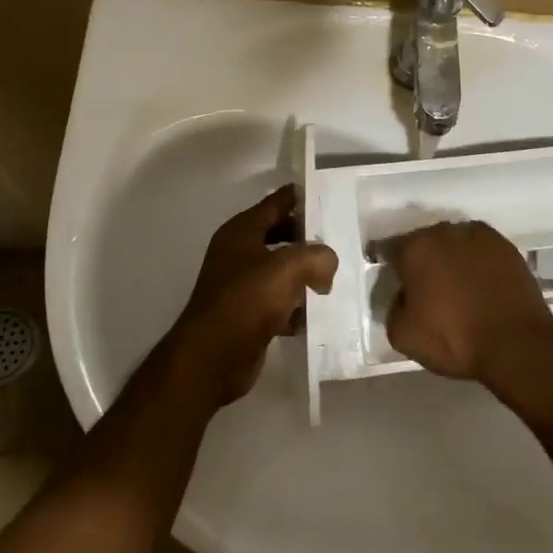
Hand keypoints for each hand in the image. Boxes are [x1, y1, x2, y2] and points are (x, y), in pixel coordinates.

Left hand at [166, 186, 336, 407]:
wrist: (213, 358)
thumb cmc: (248, 300)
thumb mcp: (289, 267)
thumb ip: (317, 255)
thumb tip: (328, 264)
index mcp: (241, 231)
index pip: (276, 202)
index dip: (300, 197)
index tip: (328, 195)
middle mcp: (238, 253)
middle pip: (280, 235)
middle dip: (307, 239)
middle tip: (338, 241)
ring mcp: (241, 285)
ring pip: (281, 270)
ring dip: (305, 275)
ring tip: (333, 279)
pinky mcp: (247, 315)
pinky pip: (278, 301)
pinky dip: (295, 306)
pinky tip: (314, 314)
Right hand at [383, 221, 552, 386]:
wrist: (516, 343)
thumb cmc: (454, 339)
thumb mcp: (403, 335)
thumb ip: (393, 307)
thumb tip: (404, 296)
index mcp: (416, 248)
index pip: (390, 248)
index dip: (389, 265)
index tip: (394, 281)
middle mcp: (446, 232)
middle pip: (425, 241)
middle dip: (422, 259)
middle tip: (426, 286)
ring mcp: (480, 236)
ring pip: (455, 242)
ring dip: (451, 257)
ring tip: (457, 285)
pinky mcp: (507, 246)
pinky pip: (482, 250)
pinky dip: (478, 262)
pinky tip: (481, 284)